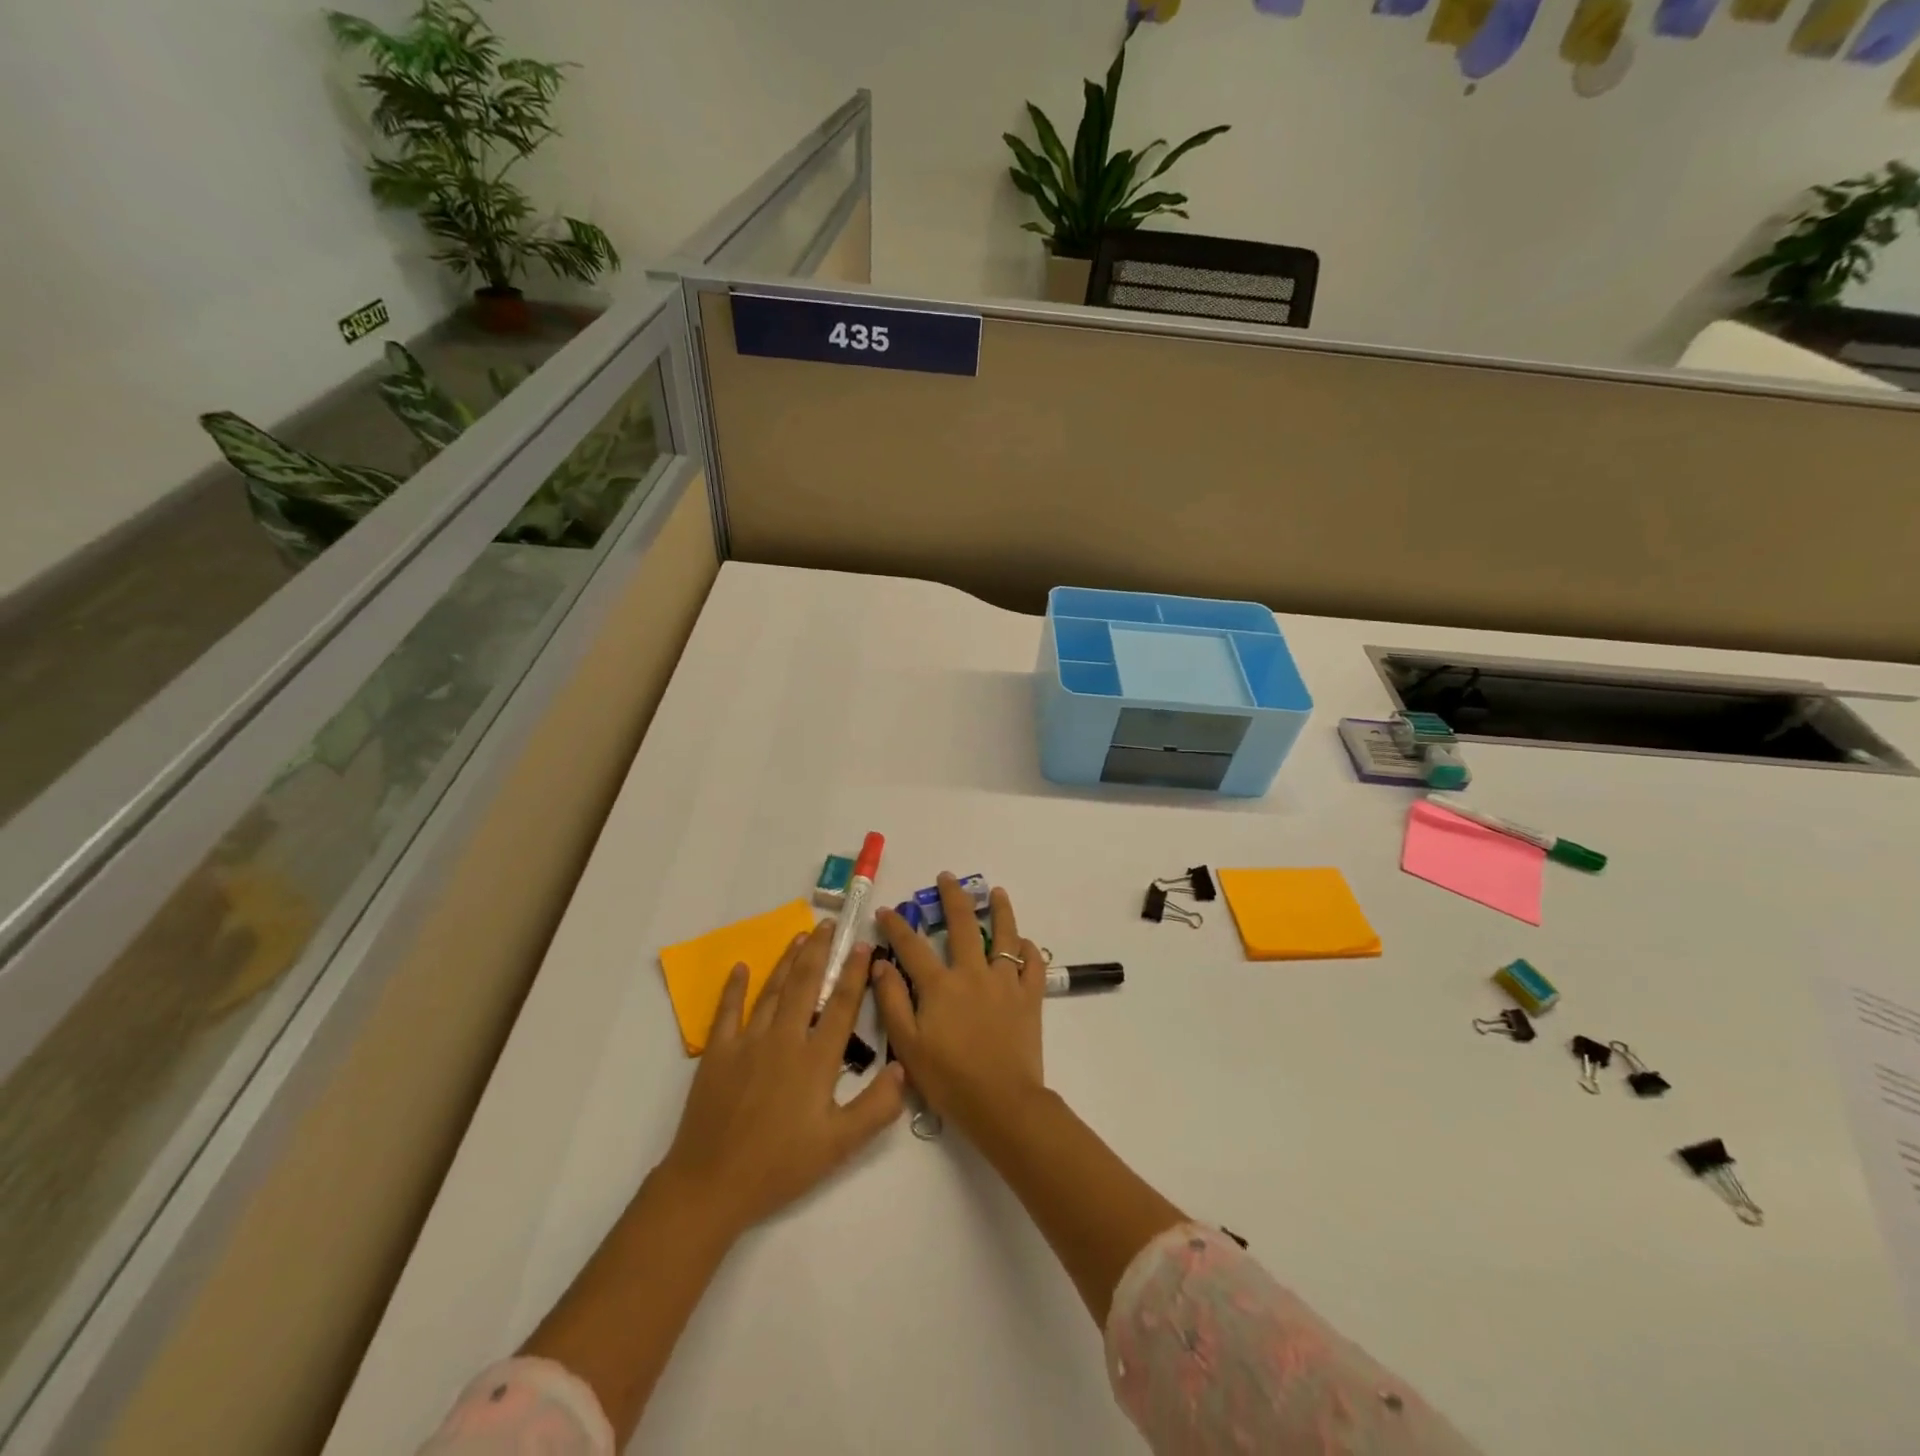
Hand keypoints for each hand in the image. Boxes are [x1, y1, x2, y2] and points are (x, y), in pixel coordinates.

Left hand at [659, 920, 904, 1236]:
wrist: (711, 1185)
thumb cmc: (780, 1166)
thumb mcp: (839, 1146)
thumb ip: (876, 1107)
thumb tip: (902, 1068)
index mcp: (815, 1060)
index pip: (841, 1006)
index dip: (854, 973)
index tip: (863, 945)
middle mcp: (784, 1039)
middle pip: (805, 984)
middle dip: (819, 951)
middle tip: (829, 924)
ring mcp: (747, 1042)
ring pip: (772, 990)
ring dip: (787, 960)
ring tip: (801, 936)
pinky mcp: (718, 1053)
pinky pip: (728, 1011)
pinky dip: (735, 987)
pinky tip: (741, 967)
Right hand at [873, 874, 1047, 1137]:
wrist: (1002, 1103)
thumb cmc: (949, 1079)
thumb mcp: (908, 1045)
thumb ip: (892, 1001)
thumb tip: (880, 963)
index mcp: (940, 985)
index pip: (913, 945)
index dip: (897, 926)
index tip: (886, 911)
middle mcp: (973, 973)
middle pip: (963, 924)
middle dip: (952, 897)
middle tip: (946, 877)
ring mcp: (1006, 982)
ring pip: (1005, 935)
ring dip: (1000, 910)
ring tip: (997, 892)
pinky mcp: (1030, 997)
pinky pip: (1032, 964)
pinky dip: (1027, 949)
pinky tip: (1023, 942)